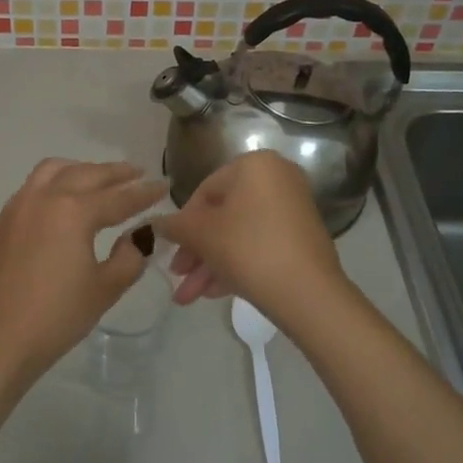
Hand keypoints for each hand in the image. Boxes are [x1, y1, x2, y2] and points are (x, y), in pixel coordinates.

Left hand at [0, 159, 165, 388]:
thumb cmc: (56, 316)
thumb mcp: (105, 288)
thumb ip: (130, 256)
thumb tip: (139, 236)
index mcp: (73, 211)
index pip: (119, 197)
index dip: (145, 193)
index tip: (165, 186)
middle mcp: (44, 198)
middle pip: (86, 174)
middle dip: (115, 173)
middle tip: (138, 173)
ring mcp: (19, 207)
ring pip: (55, 170)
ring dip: (82, 169)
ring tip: (100, 179)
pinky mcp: (4, 222)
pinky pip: (34, 185)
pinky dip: (56, 180)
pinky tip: (65, 198)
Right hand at [156, 151, 349, 328]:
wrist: (307, 292)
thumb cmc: (247, 249)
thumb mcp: (201, 234)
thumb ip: (174, 225)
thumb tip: (155, 223)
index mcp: (255, 165)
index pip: (204, 191)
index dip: (183, 224)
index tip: (172, 250)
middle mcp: (278, 179)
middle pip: (222, 215)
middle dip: (196, 251)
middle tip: (177, 275)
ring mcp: (293, 209)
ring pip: (239, 235)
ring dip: (210, 264)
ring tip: (189, 297)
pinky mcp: (301, 238)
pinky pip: (259, 245)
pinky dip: (235, 265)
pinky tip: (214, 293)